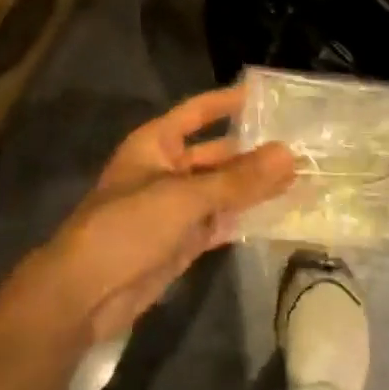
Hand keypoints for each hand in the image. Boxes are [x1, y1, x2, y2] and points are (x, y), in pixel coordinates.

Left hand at [10, 87, 294, 345]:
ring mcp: (175, 208)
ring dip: (255, 187)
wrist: (85, 294)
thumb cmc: (127, 226)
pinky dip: (245, 218)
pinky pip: (221, 222)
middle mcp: (167, 169)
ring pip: (223, 190)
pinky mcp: (183, 242)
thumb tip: (289, 153)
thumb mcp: (184, 196)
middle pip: (216, 153)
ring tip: (303, 177)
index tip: (267, 95)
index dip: (228, 102)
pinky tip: (280, 214)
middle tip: (302, 145)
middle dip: (253, 151)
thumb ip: (238, 179)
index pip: (197, 113)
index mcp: (156, 144)